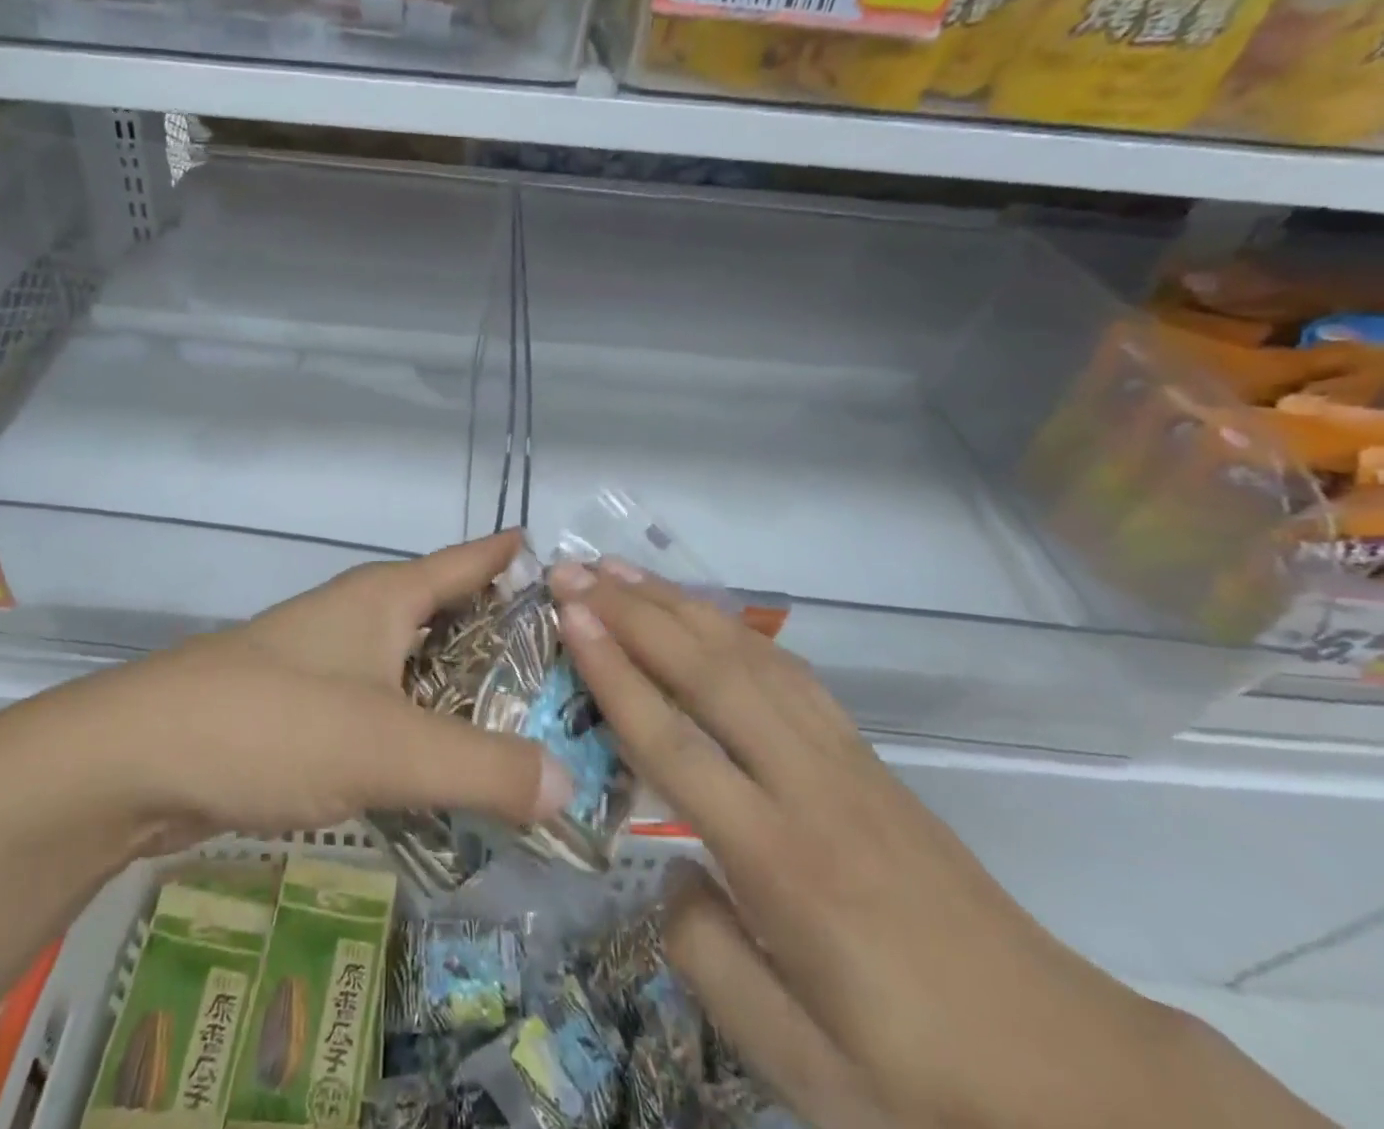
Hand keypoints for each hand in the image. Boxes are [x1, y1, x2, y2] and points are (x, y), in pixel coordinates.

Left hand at [63, 532, 569, 850]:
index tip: (577, 575)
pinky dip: (422, 734)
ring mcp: (329, 662)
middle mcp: (360, 618)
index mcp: (386, 596)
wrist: (138, 759)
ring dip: (466, 698)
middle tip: (577, 681)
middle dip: (509, 645)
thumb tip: (571, 784)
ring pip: (417, 669)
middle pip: (451, 617)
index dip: (518, 559)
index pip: (470, 560)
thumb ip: (484, 767)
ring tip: (530, 735)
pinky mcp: (306, 710)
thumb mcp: (389, 746)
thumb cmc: (274, 722)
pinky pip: (385, 711)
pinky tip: (449, 775)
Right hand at [547, 562, 1248, 1128]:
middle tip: (573, 569)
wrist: (1075, 1076)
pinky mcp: (868, 759)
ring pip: (748, 658)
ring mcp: (845, 763)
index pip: (675, 744)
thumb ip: (708, 961)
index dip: (615, 673)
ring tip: (621, 570)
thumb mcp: (804, 1070)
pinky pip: (789, 673)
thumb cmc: (925, 1082)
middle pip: (709, 675)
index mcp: (783, 864)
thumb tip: (658, 869)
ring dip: (679, 606)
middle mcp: (811, 788)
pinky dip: (734, 630)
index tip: (570, 615)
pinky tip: (702, 614)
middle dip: (634, 613)